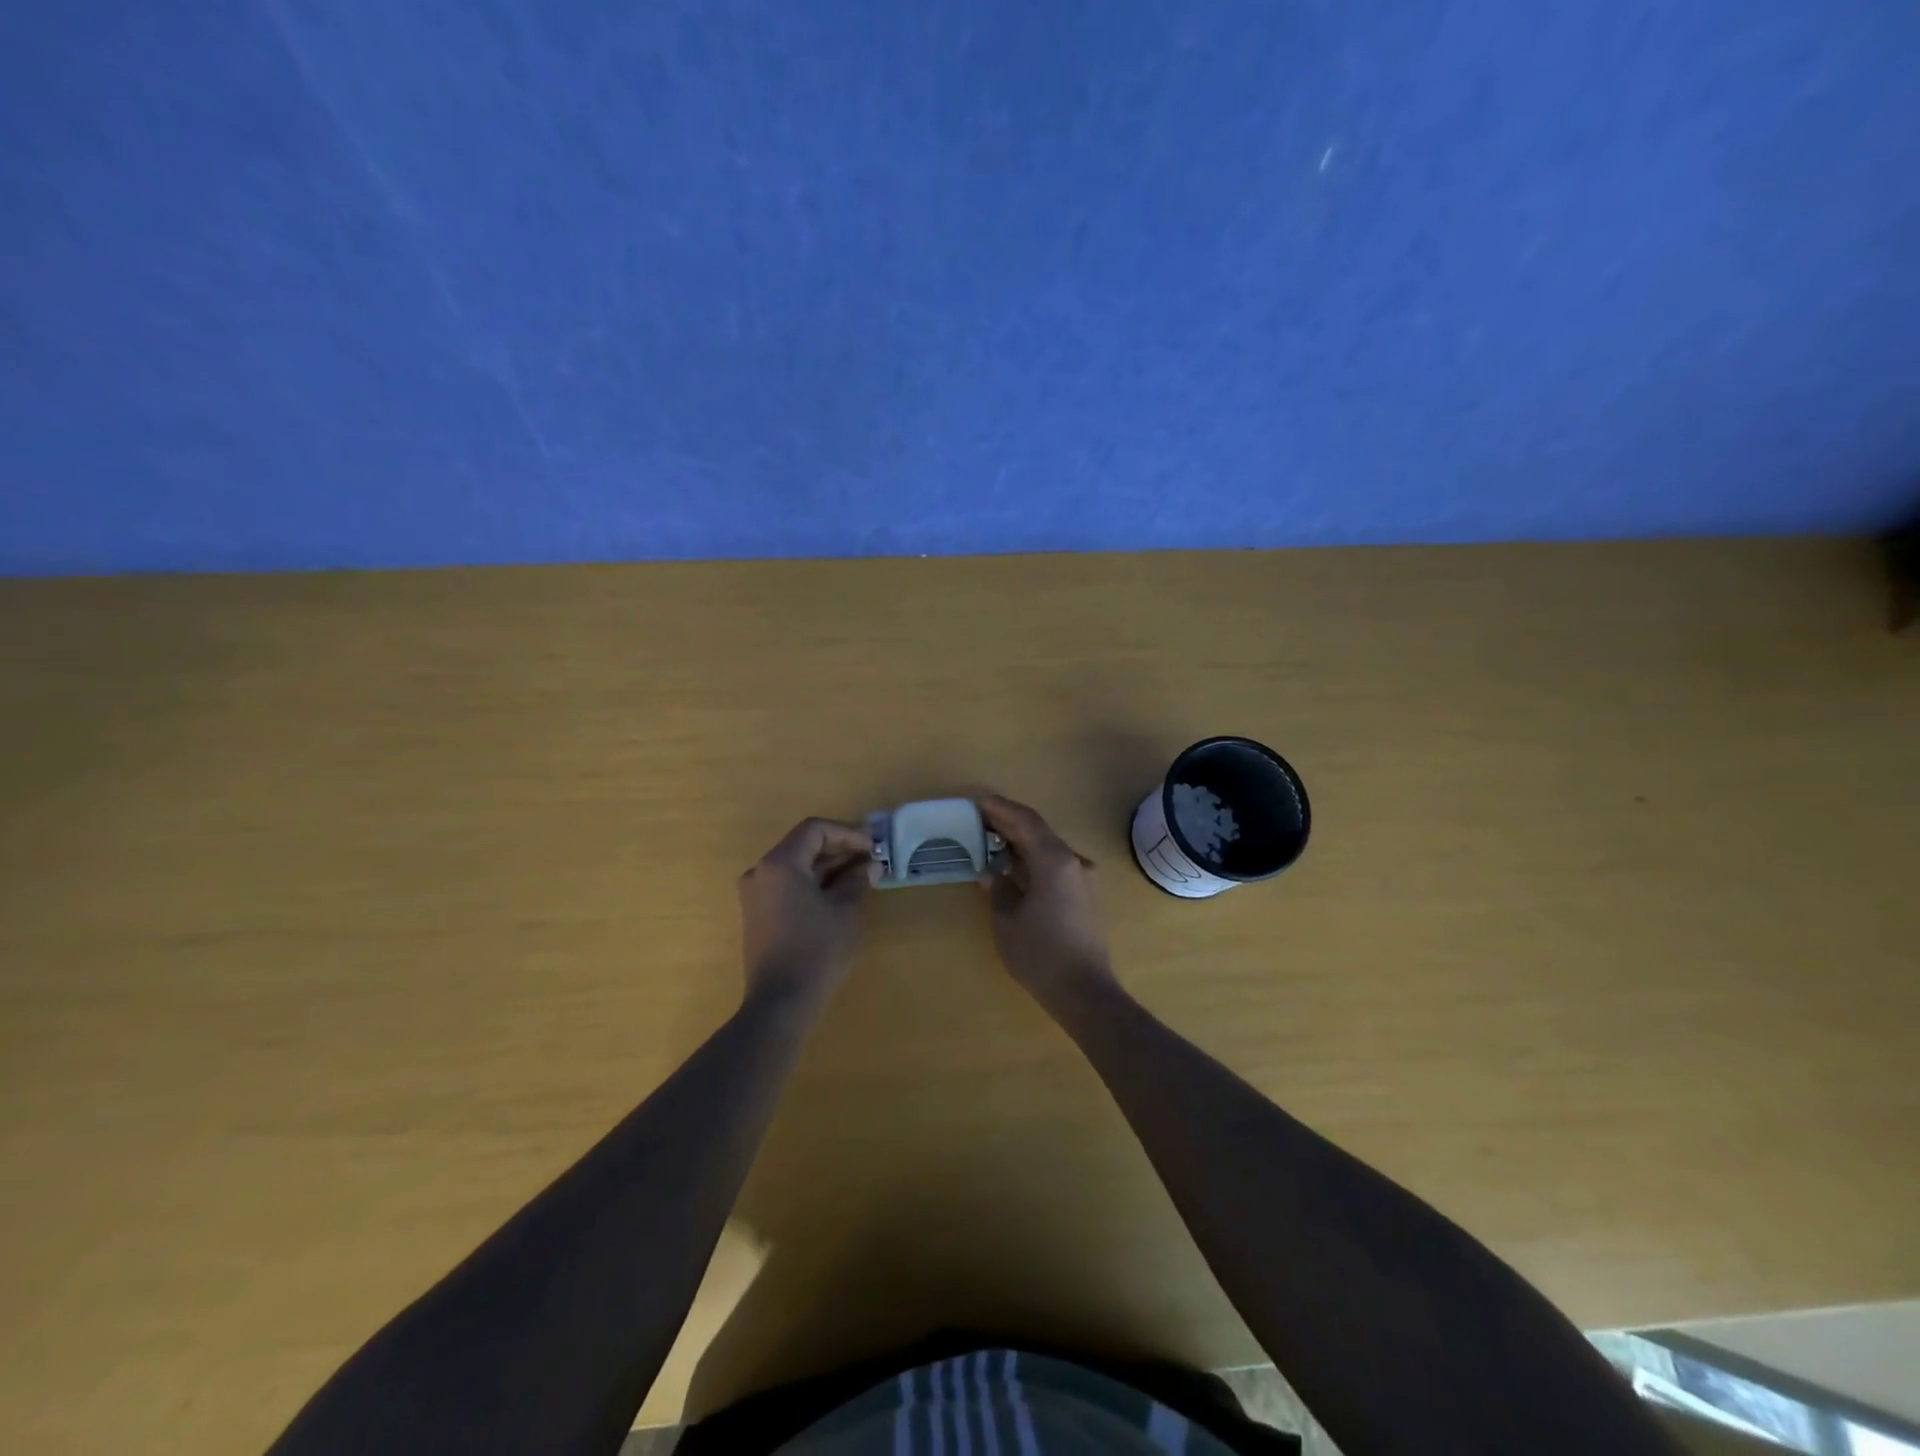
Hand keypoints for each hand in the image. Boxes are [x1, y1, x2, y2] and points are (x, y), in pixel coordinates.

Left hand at [738, 817, 873, 1014]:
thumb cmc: (816, 950)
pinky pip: (789, 885)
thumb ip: (856, 880)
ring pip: (797, 865)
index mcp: (780, 863)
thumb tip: (870, 865)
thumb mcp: (844, 910)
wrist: (780, 1002)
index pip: (815, 830)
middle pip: (804, 845)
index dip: (847, 832)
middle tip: (872, 856)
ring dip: (829, 866)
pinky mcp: (759, 913)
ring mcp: (756, 894)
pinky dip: (814, 882)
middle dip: (839, 848)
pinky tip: (840, 891)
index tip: (873, 845)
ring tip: (863, 873)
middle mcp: (761, 872)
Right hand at [978, 795, 1118, 1010]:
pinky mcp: (1085, 896)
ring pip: (1049, 849)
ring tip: (992, 841)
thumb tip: (991, 873)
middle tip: (981, 819)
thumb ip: (998, 889)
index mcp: (1055, 861)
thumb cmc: (1040, 954)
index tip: (980, 803)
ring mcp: (1083, 879)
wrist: (1084, 991)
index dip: (1002, 809)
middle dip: (1010, 824)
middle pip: (1039, 832)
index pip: (1026, 822)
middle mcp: (1074, 862)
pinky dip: (1034, 860)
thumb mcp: (1007, 921)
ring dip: (1022, 842)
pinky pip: (1056, 866)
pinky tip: (1015, 868)